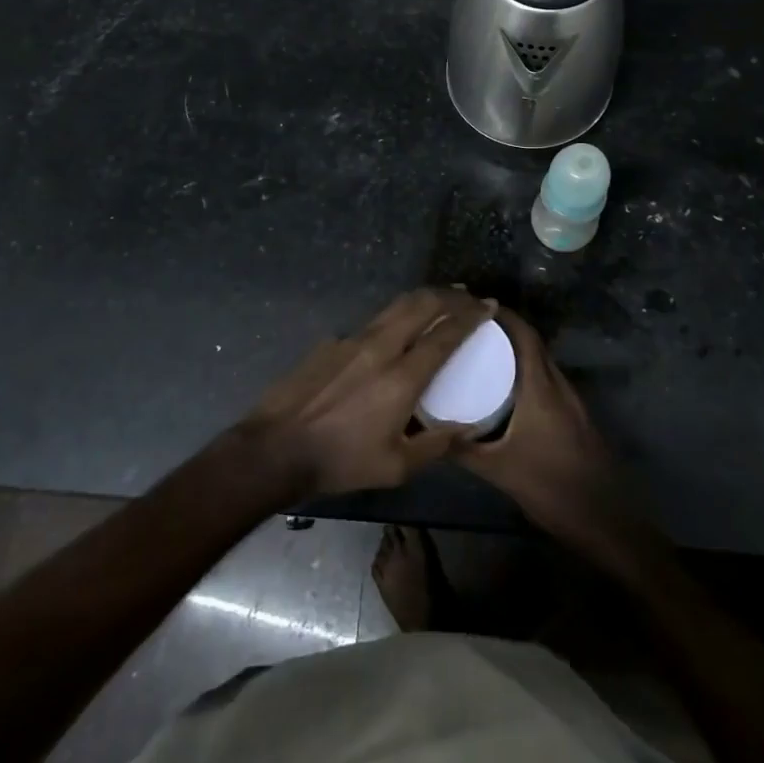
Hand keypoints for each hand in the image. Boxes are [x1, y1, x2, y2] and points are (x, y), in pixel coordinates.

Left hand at [238, 288, 490, 498]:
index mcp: (401, 377)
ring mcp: (352, 339)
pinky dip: (394, 317)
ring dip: (423, 298)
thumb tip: (465, 429)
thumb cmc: (340, 461)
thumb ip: (435, 446)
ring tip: (440, 299)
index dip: (470, 316)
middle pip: (422, 304)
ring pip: (396, 305)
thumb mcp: (394, 467)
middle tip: (468, 295)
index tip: (488, 305)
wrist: (275, 449)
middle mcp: (380, 347)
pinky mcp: (332, 341)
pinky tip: (394, 332)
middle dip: (450, 295)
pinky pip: (372, 321)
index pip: (445, 334)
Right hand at [453, 307, 665, 584]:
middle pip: (533, 345)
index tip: (473, 306)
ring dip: (516, 353)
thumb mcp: (500, 470)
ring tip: (481, 354)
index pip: (525, 336)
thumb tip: (429, 431)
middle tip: (469, 330)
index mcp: (542, 388)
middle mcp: (559, 386)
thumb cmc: (551, 488)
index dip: (503, 316)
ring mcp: (571, 401)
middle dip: (504, 331)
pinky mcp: (575, 417)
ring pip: (541, 363)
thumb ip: (464, 449)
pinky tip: (506, 390)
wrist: (605, 519)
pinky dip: (526, 374)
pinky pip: (547, 382)